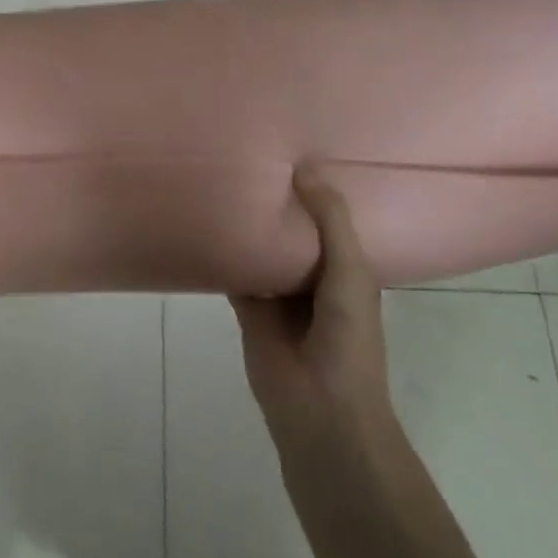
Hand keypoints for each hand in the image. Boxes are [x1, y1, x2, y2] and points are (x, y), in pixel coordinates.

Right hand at [232, 166, 393, 452]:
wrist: (320, 411)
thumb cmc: (347, 338)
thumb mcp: (351, 272)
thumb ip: (331, 221)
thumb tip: (304, 169)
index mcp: (346, 265)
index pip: (330, 216)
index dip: (317, 186)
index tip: (294, 145)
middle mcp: (313, 273)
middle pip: (292, 228)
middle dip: (278, 199)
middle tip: (251, 152)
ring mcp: (279, 292)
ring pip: (261, 246)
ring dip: (249, 223)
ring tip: (227, 176)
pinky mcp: (249, 307)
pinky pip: (234, 271)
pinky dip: (223, 251)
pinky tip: (205, 220)